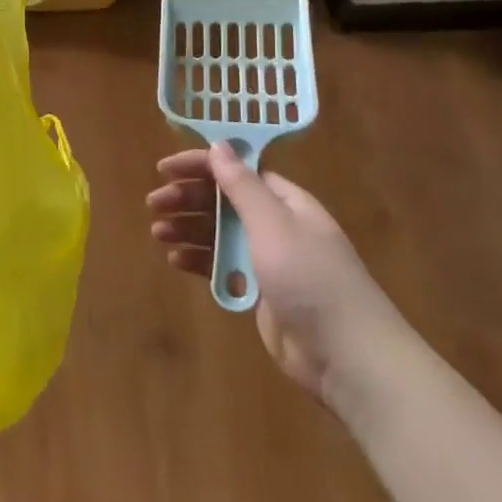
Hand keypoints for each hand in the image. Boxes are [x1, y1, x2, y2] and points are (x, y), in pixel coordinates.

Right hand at [147, 143, 410, 404]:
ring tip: (158, 233)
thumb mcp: (274, 225)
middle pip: (224, 201)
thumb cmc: (310, 279)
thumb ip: (242, 186)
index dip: (201, 166)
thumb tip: (218, 145)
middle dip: (188, 198)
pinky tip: (175, 261)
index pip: (238, 171)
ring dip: (188, 229)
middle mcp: (276, 225)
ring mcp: (268, 260)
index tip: (164, 170)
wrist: (347, 357)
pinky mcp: (260, 293)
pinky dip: (199, 260)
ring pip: (219, 234)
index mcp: (286, 202)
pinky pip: (222, 267)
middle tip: (154, 204)